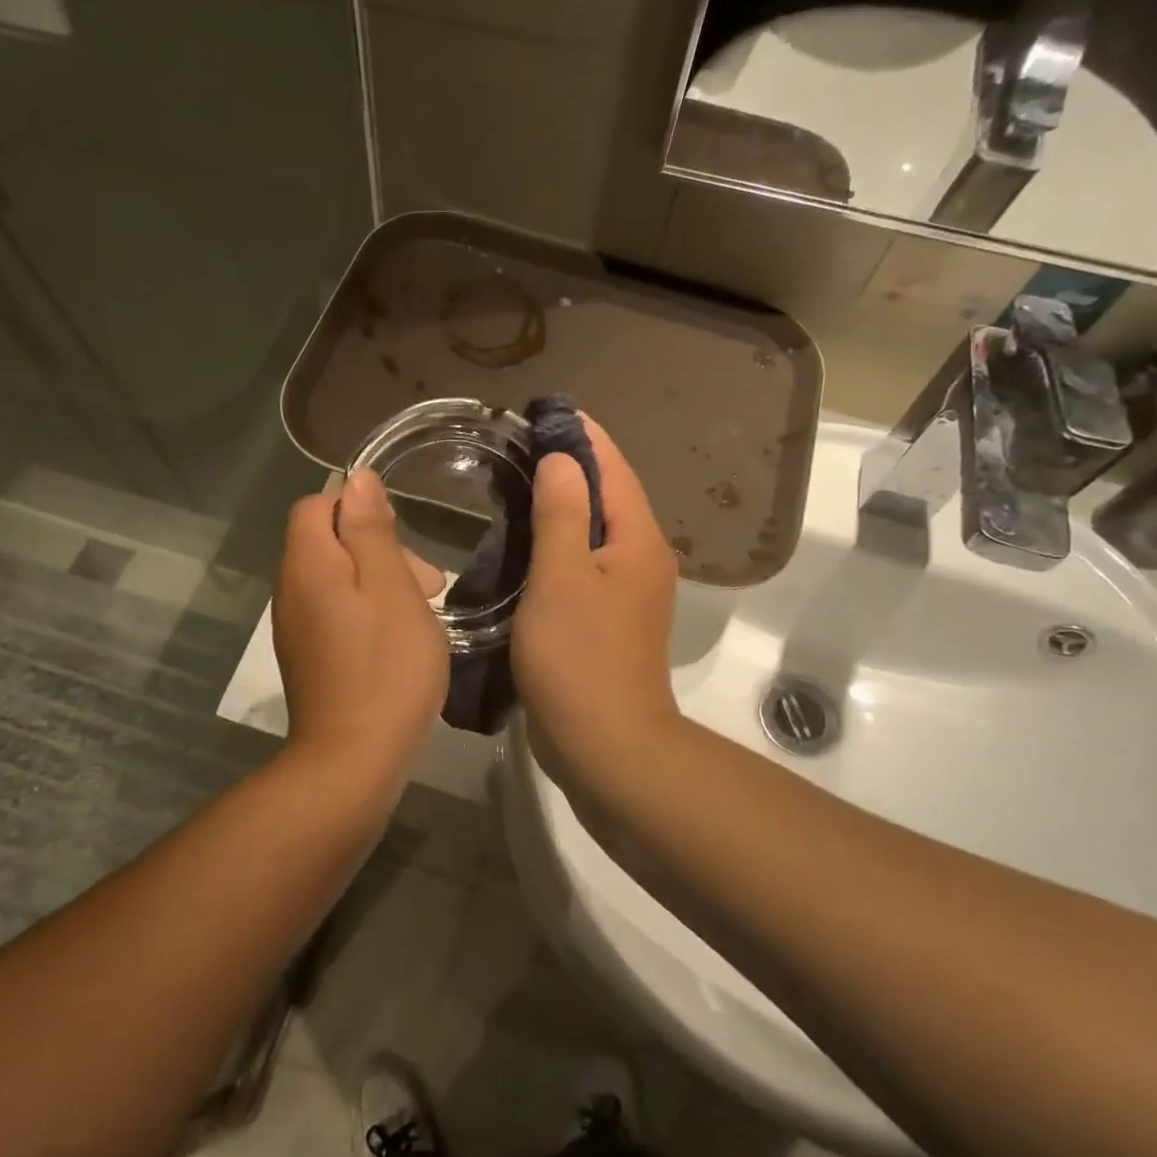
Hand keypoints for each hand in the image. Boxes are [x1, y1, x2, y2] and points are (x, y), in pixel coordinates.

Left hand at [273, 468, 448, 781]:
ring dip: (379, 583)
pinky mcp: (308, 657)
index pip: (317, 505)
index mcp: (308, 564)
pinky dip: (367, 612)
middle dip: (377, 549)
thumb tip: (357, 480)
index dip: (358, 508)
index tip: (401, 536)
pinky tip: (398, 640)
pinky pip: (335, 612)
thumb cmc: (385, 667)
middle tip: (427, 582)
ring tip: (422, 612)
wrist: (353, 758)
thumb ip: (371, 531)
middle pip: (327, 542)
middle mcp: (290, 589)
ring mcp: (295, 627)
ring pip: (336, 579)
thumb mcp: (392, 588)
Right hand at [512, 422, 682, 789]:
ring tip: (514, 485)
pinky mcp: (608, 620)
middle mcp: (641, 559)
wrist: (606, 745)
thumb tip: (564, 459)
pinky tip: (525, 545)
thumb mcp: (561, 577)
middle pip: (608, 496)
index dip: (582, 435)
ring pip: (594, 532)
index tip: (544, 410)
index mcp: (637, 540)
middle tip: (518, 446)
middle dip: (570, 466)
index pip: (613, 467)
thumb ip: (563, 513)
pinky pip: (583, 564)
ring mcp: (627, 592)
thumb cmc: (580, 657)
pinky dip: (558, 544)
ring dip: (562, 505)